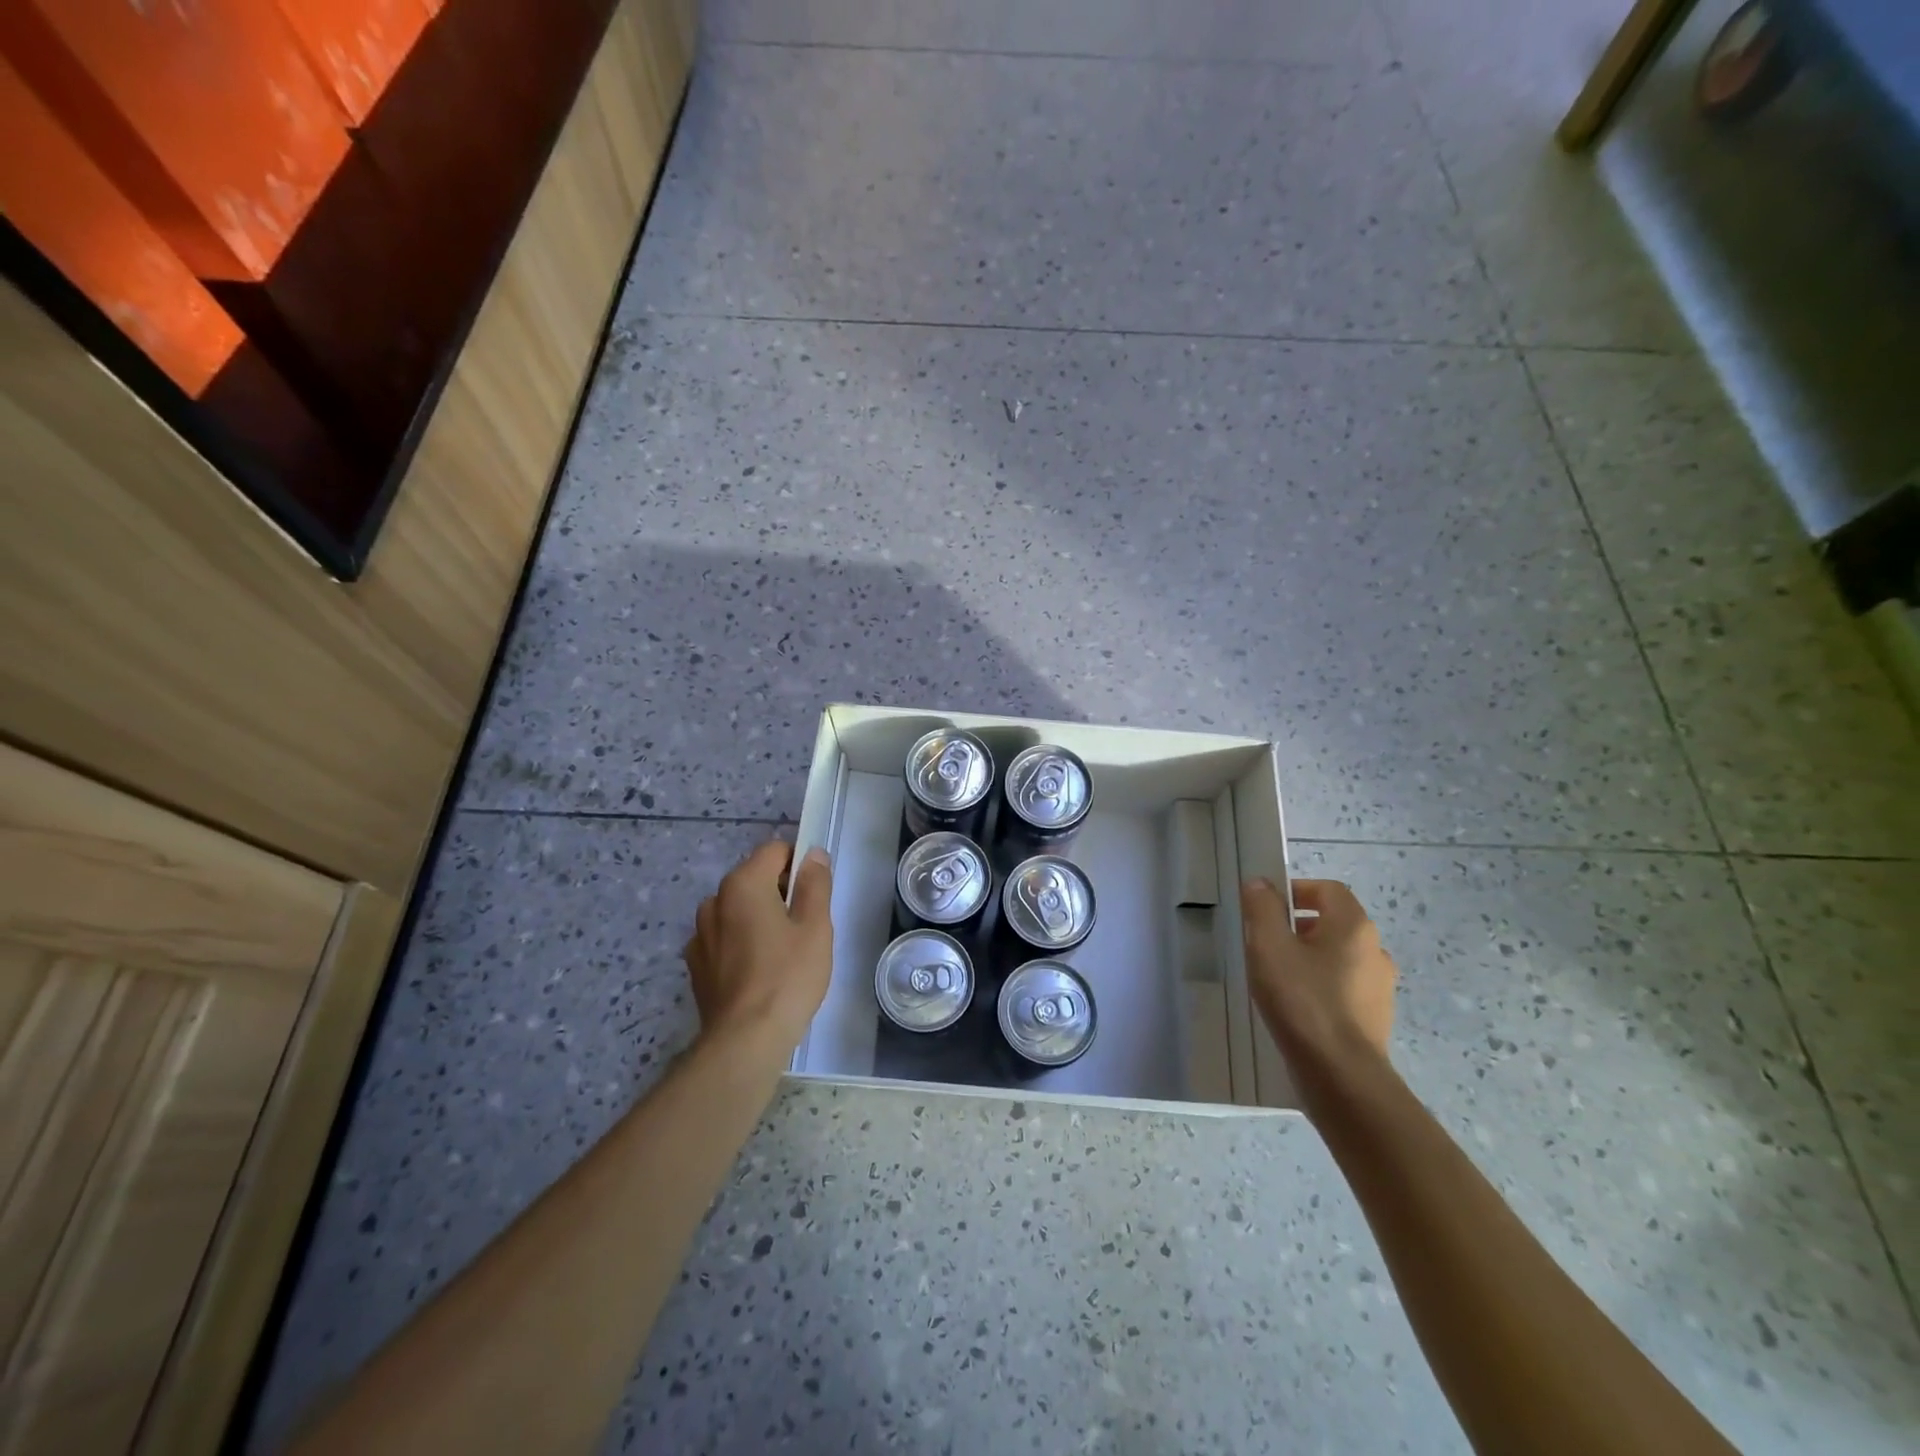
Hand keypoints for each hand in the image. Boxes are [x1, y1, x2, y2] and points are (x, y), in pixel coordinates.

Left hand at [683, 841, 833, 1061]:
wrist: (744, 1040)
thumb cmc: (788, 976)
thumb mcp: (816, 926)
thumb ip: (815, 883)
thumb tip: (813, 855)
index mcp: (743, 884)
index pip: (774, 850)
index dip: (799, 863)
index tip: (815, 892)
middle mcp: (714, 900)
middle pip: (754, 878)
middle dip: (779, 892)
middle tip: (804, 926)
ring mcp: (699, 934)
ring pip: (737, 909)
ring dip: (758, 917)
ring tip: (781, 952)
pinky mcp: (695, 964)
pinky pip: (723, 938)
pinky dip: (740, 943)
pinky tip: (757, 971)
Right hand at [1242, 878, 1396, 1108]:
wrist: (1341, 1074)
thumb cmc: (1302, 1000)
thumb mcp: (1269, 946)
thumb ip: (1262, 908)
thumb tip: (1260, 883)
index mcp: (1353, 926)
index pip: (1328, 889)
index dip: (1296, 890)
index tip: (1266, 907)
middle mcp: (1375, 950)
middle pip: (1334, 922)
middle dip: (1299, 925)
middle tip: (1266, 943)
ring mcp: (1380, 986)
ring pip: (1339, 956)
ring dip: (1310, 957)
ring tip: (1278, 976)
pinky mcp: (1375, 1017)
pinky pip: (1345, 987)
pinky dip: (1321, 986)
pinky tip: (1297, 1006)